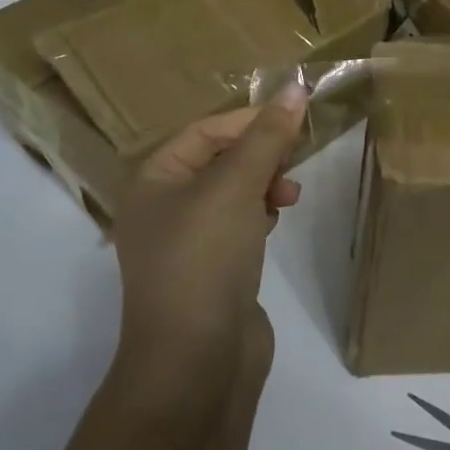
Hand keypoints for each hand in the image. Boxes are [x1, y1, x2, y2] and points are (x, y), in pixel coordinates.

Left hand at [110, 86, 309, 362]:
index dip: (250, 121)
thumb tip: (295, 87)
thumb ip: (266, 137)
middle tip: (294, 162)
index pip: (205, 131)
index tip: (294, 120)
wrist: (196, 363)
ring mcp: (186, 242)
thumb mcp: (235, 187)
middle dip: (259, 155)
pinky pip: (237, 225)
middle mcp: (163, 206)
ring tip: (288, 197)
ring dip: (263, 185)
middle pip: (219, 159)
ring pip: (232, 193)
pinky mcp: (210, 270)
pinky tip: (274, 224)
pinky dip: (258, 215)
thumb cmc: (205, 258)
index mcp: (154, 180)